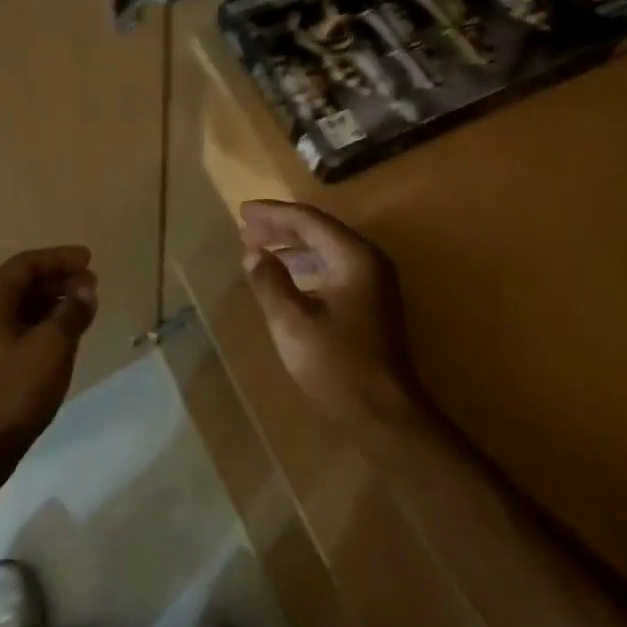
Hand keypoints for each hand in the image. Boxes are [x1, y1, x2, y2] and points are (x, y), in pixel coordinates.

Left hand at [0, 245, 97, 456]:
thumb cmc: (15, 388)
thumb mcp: (53, 344)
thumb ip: (72, 311)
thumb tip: (86, 290)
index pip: (27, 264)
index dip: (60, 259)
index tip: (90, 260)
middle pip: (23, 282)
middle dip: (59, 279)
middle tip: (92, 285)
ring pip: (23, 306)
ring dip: (54, 301)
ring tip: (86, 306)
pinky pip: (20, 327)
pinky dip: (45, 322)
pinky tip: (67, 332)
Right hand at [239, 200, 430, 434]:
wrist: (384, 414)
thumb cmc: (338, 365)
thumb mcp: (293, 323)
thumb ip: (271, 282)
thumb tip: (253, 254)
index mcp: (354, 257)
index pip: (309, 220)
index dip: (273, 214)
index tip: (242, 213)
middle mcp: (368, 260)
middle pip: (319, 230)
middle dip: (280, 227)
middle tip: (244, 229)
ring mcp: (373, 282)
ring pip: (326, 249)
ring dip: (292, 246)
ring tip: (258, 249)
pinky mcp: (370, 302)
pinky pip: (333, 268)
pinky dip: (306, 265)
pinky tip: (286, 276)